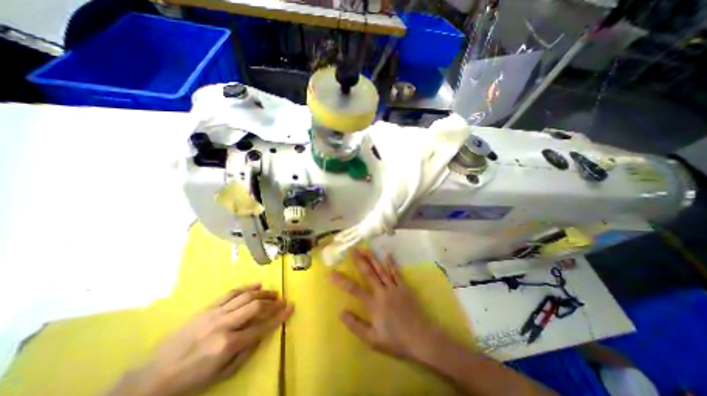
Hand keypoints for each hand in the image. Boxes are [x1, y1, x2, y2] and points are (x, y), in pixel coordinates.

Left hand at [107, 284, 293, 395]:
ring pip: (246, 296)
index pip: (262, 326)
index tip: (291, 308)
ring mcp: (216, 313)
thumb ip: (246, 352)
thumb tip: (263, 334)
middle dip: (273, 302)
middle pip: (256, 306)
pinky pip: (232, 292)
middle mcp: (225, 324)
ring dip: (263, 293)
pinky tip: (257, 284)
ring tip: (274, 292)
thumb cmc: (191, 380)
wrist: (152, 377)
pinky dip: (247, 287)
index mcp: (228, 344)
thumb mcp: (222, 375)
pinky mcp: (208, 307)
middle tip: (283, 300)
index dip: (279, 316)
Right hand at [330, 250, 439, 360]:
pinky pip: (396, 272)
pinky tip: (388, 253)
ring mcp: (394, 287)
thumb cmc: (396, 341)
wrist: (422, 339)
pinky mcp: (404, 287)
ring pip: (381, 269)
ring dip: (372, 258)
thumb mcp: (373, 340)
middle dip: (358, 260)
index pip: (354, 289)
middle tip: (351, 249)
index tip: (331, 272)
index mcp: (373, 304)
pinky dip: (391, 263)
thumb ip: (356, 325)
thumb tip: (341, 312)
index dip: (341, 280)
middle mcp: (382, 291)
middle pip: (368, 273)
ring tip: (365, 248)